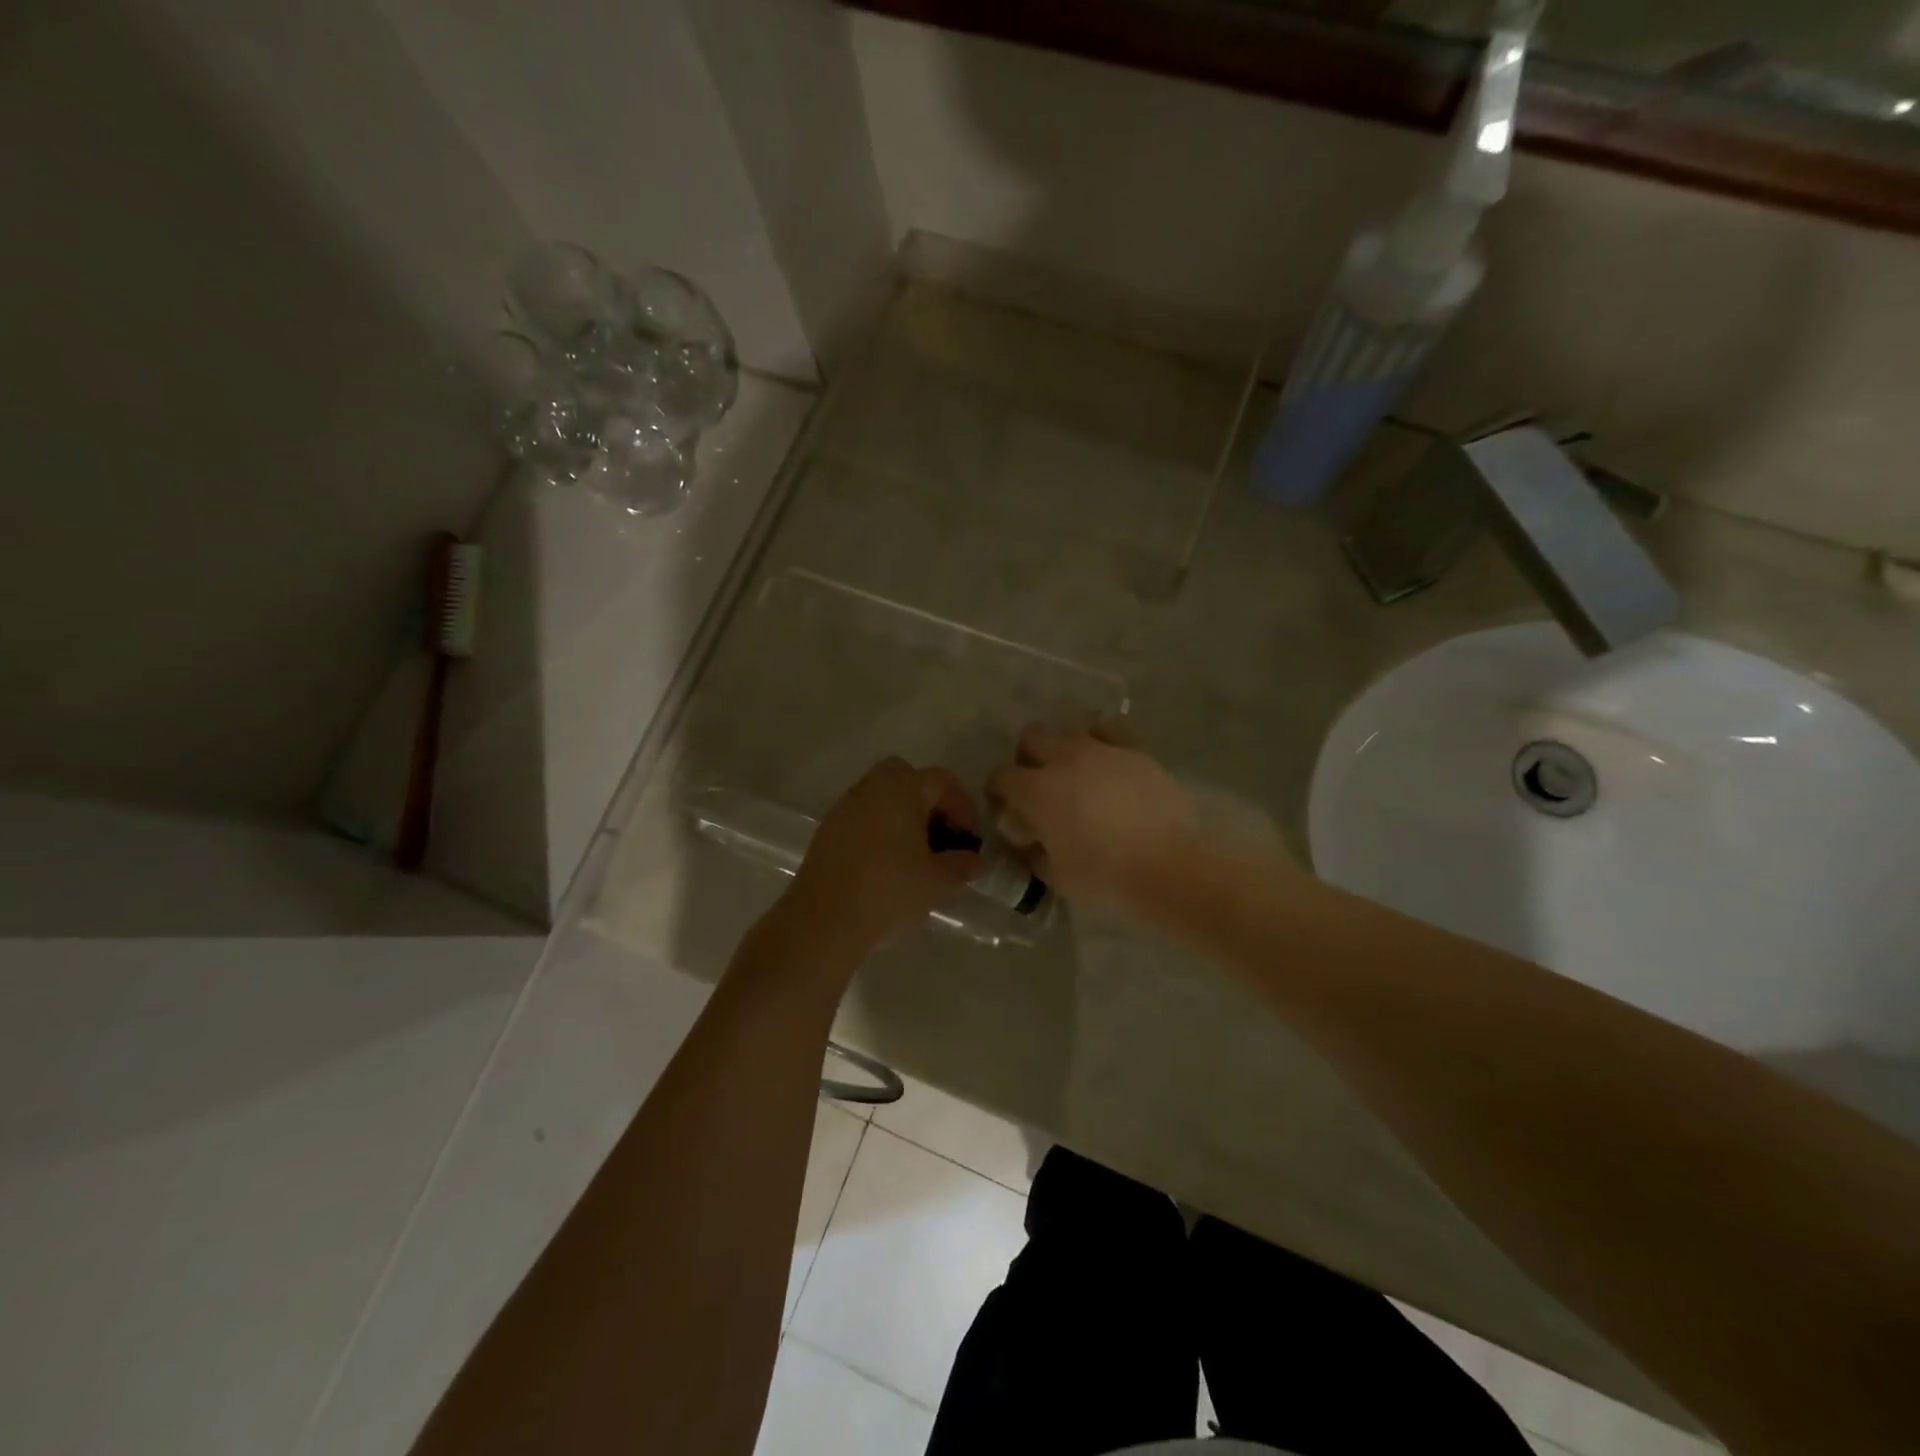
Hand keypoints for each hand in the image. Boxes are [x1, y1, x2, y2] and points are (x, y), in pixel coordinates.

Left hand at [785, 757, 983, 961]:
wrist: (825, 920)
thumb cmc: (889, 890)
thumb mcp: (938, 880)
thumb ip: (962, 864)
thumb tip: (976, 860)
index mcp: (901, 788)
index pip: (942, 781)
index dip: (963, 807)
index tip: (970, 840)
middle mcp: (870, 787)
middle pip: (906, 778)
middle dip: (928, 802)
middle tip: (941, 836)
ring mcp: (844, 807)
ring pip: (882, 797)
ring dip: (903, 817)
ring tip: (917, 855)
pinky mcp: (828, 831)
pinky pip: (863, 818)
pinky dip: (880, 830)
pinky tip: (887, 865)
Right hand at [986, 723, 1196, 906]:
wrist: (1166, 866)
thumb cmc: (1104, 876)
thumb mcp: (1057, 876)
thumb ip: (1038, 853)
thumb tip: (1035, 844)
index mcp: (1037, 790)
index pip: (1001, 777)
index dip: (998, 792)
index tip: (1007, 809)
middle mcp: (1064, 759)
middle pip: (1032, 737)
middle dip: (1028, 757)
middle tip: (1039, 784)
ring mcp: (1102, 750)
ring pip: (1070, 732)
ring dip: (1065, 750)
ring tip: (1078, 776)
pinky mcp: (1135, 751)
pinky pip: (1110, 732)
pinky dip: (1102, 743)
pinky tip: (1108, 764)